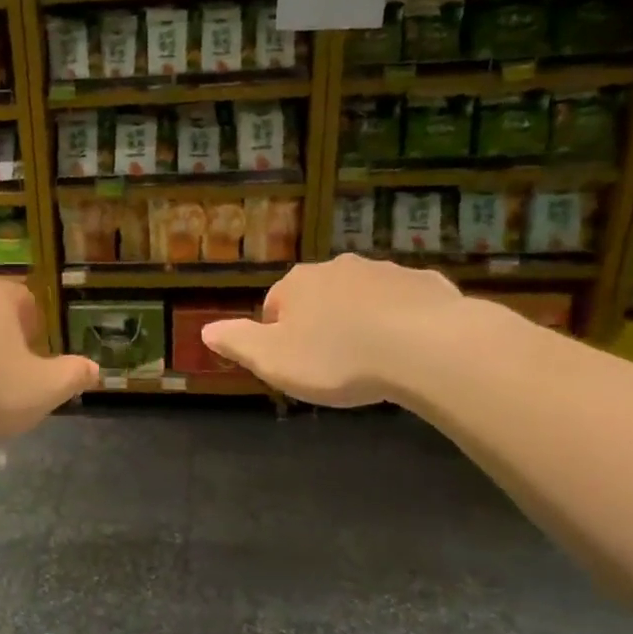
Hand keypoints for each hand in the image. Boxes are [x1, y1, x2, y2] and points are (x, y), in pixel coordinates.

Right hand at [202, 255, 495, 407]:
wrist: (426, 347)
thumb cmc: (337, 357)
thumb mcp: (272, 360)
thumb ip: (236, 343)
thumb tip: (205, 330)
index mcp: (298, 284)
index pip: (274, 305)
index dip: (278, 337)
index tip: (294, 365)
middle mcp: (339, 268)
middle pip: (318, 298)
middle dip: (320, 325)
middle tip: (331, 366)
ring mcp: (386, 272)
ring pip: (362, 298)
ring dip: (360, 322)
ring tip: (370, 362)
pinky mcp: (427, 284)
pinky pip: (404, 304)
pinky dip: (400, 323)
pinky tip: (407, 352)